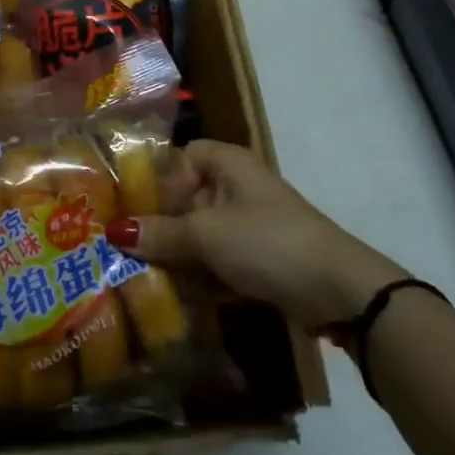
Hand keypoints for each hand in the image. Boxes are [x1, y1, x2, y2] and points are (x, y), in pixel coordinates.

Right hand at [107, 140, 407, 327]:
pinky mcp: (263, 259)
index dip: (160, 179)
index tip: (138, 209)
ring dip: (180, 255)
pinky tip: (181, 297)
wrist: (339, 291)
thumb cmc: (266, 242)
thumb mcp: (206, 235)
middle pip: (189, 198)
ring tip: (148, 278)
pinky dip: (203, 275)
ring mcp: (253, 224)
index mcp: (229, 164)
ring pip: (204, 233)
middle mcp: (240, 187)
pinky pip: (222, 260)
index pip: (182, 156)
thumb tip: (115, 231)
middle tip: (130, 250)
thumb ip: (160, 233)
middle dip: (162, 225)